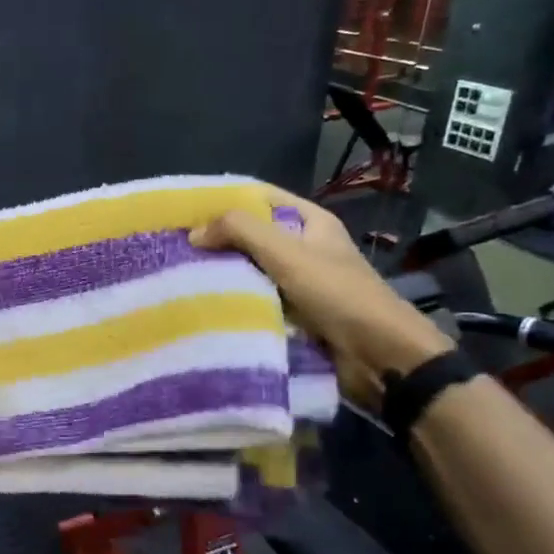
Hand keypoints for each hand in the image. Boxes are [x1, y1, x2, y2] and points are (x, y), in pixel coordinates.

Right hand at [190, 187, 452, 408]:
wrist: (378, 356)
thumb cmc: (337, 294)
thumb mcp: (288, 252)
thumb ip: (241, 231)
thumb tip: (194, 232)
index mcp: (311, 223)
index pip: (261, 197)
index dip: (226, 198)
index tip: (186, 208)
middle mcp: (304, 249)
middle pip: (253, 235)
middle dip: (218, 239)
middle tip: (175, 245)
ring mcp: (298, 284)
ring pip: (251, 271)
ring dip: (222, 274)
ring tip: (178, 275)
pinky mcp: (293, 316)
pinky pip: (255, 301)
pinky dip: (233, 302)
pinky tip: (201, 305)